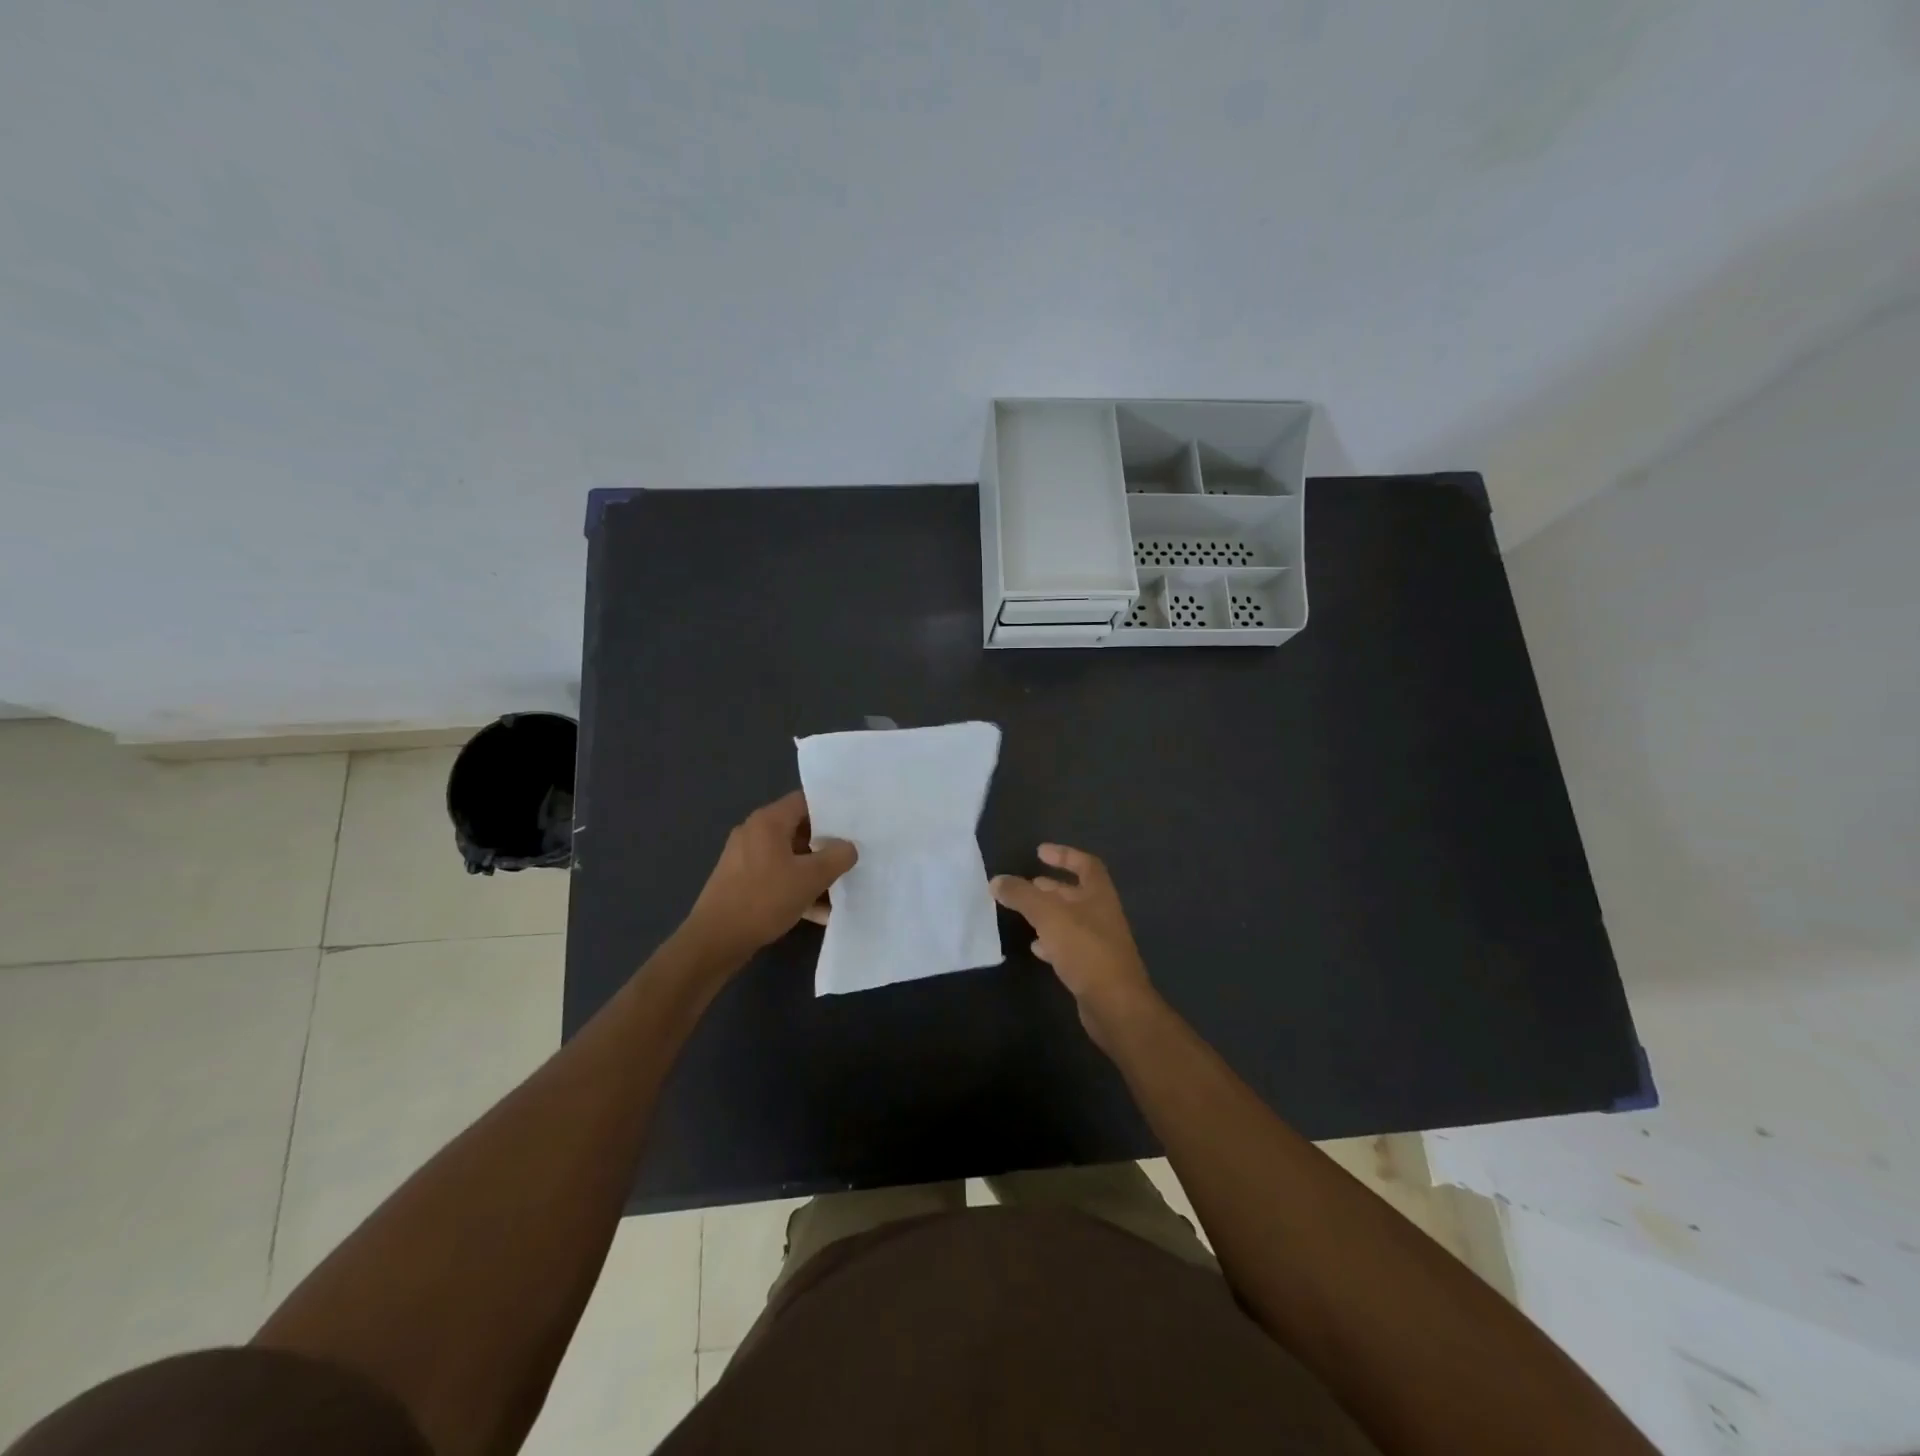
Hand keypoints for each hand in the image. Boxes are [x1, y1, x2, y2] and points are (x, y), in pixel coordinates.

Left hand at [686, 791, 856, 955]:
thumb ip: (837, 857)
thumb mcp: (811, 878)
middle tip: (853, 856)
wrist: (716, 940)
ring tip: (841, 889)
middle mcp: (754, 833)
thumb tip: (848, 847)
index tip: (854, 824)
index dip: (832, 810)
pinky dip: (797, 888)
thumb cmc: (764, 899)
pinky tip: (819, 912)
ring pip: (790, 857)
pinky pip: (777, 877)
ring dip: (814, 872)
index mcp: (768, 822)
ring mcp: (745, 859)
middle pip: (799, 830)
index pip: (805, 801)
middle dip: (827, 846)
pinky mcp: (741, 882)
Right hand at [992, 844, 1160, 1048]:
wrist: (1115, 1004)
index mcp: (1099, 894)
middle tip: (1025, 885)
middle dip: (1050, 887)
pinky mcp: (1092, 967)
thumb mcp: (1048, 915)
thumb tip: (997, 880)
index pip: (1086, 864)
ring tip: (1023, 913)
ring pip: (1070, 920)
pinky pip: (1069, 946)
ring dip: (1048, 914)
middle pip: (1075, 893)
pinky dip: (1051, 942)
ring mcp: (1099, 942)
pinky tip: (1035, 947)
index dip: (1064, 855)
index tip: (1039, 852)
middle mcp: (1102, 914)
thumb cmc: (1085, 949)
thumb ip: (1022, 895)